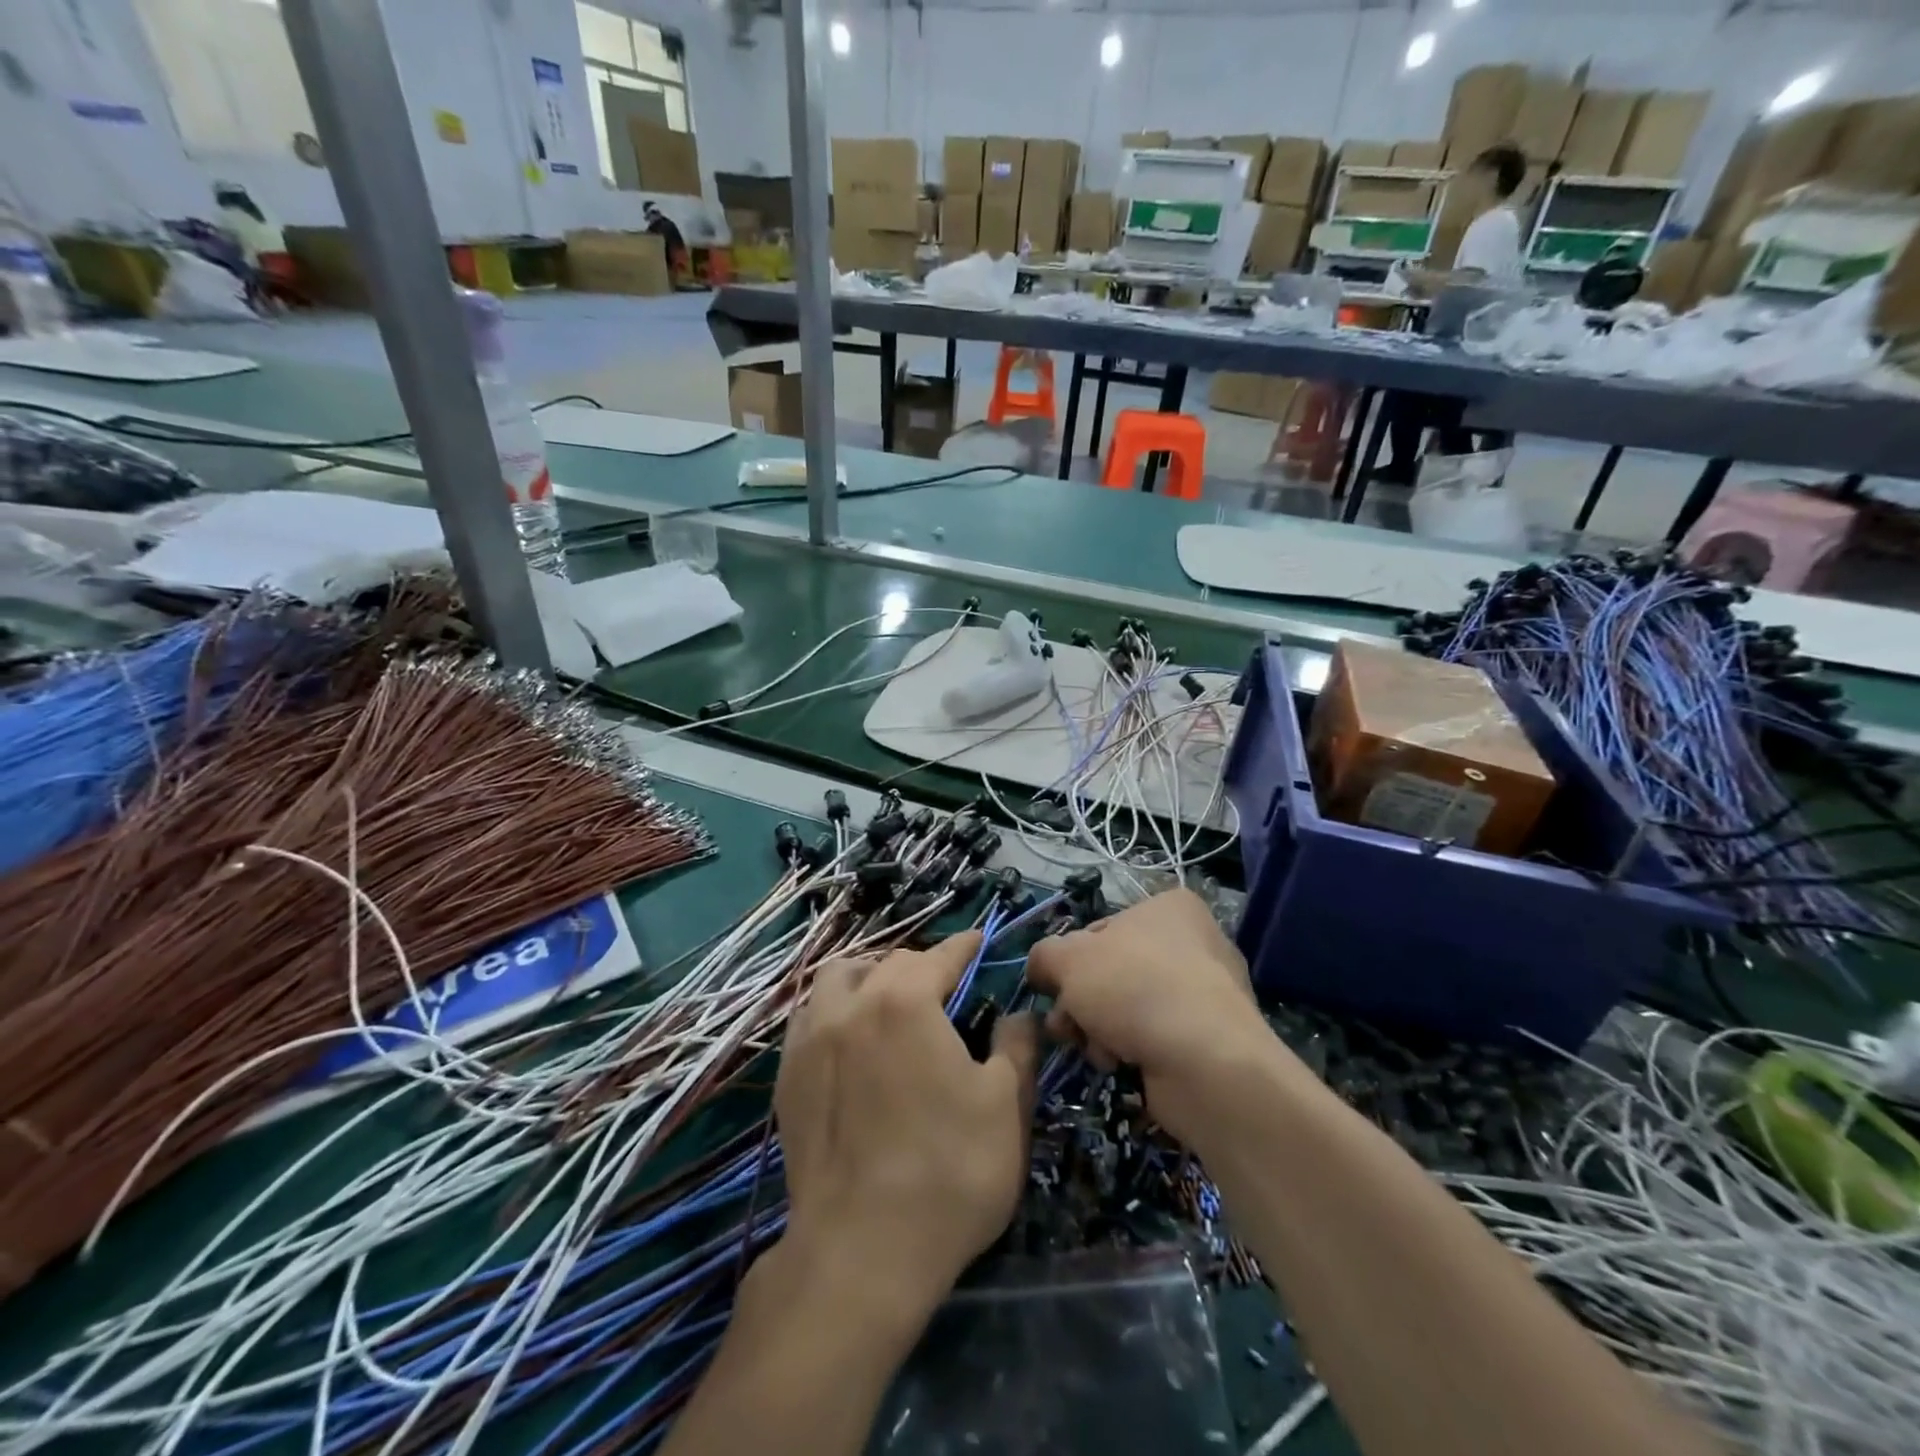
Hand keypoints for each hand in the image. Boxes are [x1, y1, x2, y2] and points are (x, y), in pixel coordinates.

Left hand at [775, 932, 1039, 1321]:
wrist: (860, 1253)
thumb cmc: (948, 1173)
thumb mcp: (1006, 1108)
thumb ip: (1017, 1046)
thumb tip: (1017, 1014)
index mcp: (906, 1002)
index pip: (939, 955)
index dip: (963, 946)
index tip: (978, 940)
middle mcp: (852, 1005)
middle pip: (889, 963)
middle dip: (921, 965)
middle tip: (943, 985)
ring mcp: (811, 1039)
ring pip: (836, 980)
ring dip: (867, 978)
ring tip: (888, 1002)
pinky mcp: (787, 1076)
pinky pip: (809, 1018)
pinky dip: (833, 1011)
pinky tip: (849, 1039)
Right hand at [1025, 889, 1296, 1144]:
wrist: (1204, 1062)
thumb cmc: (1133, 987)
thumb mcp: (1068, 959)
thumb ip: (1044, 955)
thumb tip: (1040, 970)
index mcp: (1169, 907)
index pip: (1101, 929)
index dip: (1070, 961)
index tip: (1055, 988)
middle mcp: (1194, 943)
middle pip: (1111, 972)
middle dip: (1081, 1003)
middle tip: (1066, 1026)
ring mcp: (1207, 994)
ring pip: (1128, 1008)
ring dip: (1099, 1030)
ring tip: (1097, 1049)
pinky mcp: (1212, 1041)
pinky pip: (1154, 1040)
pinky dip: (1131, 1052)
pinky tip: (1123, 1065)